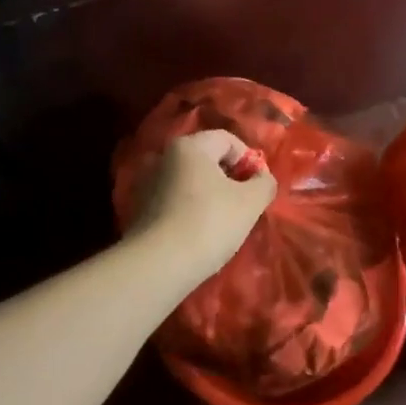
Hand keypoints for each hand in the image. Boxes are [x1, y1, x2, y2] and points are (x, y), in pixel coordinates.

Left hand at [126, 129, 277, 278]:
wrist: (159, 264)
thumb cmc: (209, 223)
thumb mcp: (250, 202)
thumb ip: (264, 183)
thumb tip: (262, 178)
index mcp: (189, 146)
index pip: (228, 140)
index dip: (249, 160)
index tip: (258, 187)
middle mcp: (164, 157)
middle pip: (207, 160)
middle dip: (230, 179)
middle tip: (244, 205)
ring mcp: (148, 184)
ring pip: (191, 182)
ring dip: (210, 196)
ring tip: (224, 222)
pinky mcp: (141, 210)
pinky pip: (175, 201)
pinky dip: (191, 210)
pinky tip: (200, 233)